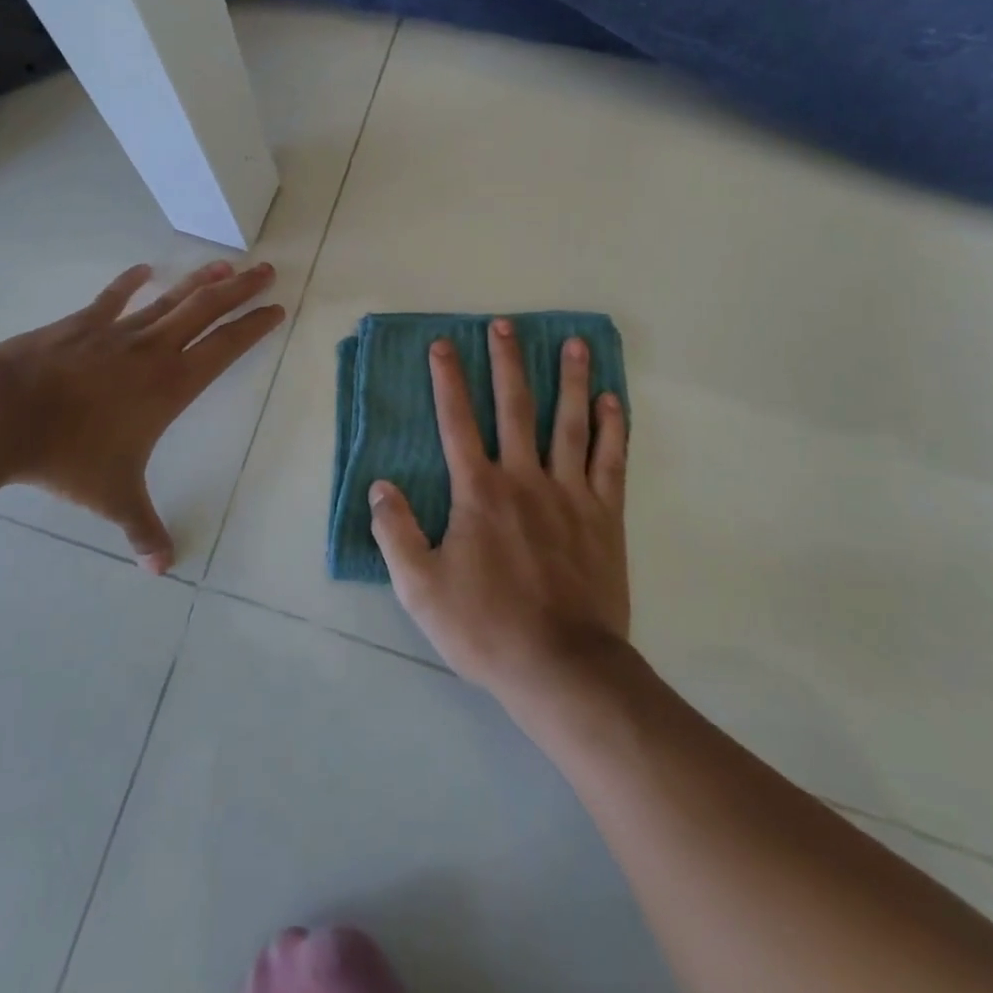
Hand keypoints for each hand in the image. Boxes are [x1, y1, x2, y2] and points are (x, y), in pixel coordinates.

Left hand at [0, 261, 283, 571]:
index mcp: (172, 385)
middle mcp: (153, 350)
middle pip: (207, 310)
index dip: (254, 326)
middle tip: (265, 270)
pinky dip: (130, 282)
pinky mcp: (82, 324)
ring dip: (200, 280)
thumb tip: (162, 571)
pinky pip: (113, 298)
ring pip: (170, 298)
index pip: (226, 347)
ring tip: (225, 264)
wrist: (4, 415)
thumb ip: (142, 530)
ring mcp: (117, 332)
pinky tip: (144, 269)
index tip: (276, 308)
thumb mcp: (112, 497)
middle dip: (239, 290)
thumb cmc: (69, 455)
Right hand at [369, 319, 629, 704]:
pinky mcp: (604, 516)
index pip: (457, 422)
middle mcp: (524, 479)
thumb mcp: (420, 588)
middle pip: (515, 408)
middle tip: (505, 325)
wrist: (562, 668)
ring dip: (570, 380)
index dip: (447, 380)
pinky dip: (612, 428)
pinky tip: (612, 400)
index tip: (443, 344)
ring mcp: (570, 494)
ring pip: (570, 424)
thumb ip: (396, 532)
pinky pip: (611, 462)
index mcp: (478, 492)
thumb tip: (380, 487)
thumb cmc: (486, 627)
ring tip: (573, 343)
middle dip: (507, 363)